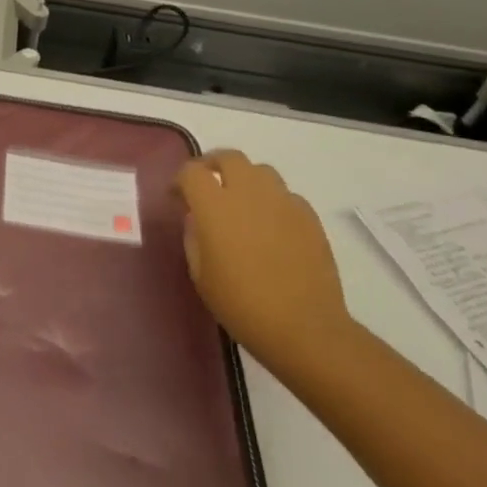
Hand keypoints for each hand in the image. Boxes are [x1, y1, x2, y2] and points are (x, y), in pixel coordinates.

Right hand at [175, 150, 352, 375]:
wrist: (304, 328)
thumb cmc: (242, 305)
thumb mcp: (201, 275)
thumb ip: (194, 237)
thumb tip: (196, 219)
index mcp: (215, 207)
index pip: (192, 172)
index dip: (181, 180)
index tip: (178, 197)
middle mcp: (249, 194)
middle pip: (229, 157)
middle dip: (213, 165)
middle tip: (208, 186)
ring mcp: (283, 202)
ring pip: (261, 171)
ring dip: (245, 179)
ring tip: (241, 203)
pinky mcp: (309, 217)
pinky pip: (285, 195)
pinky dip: (272, 201)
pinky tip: (270, 226)